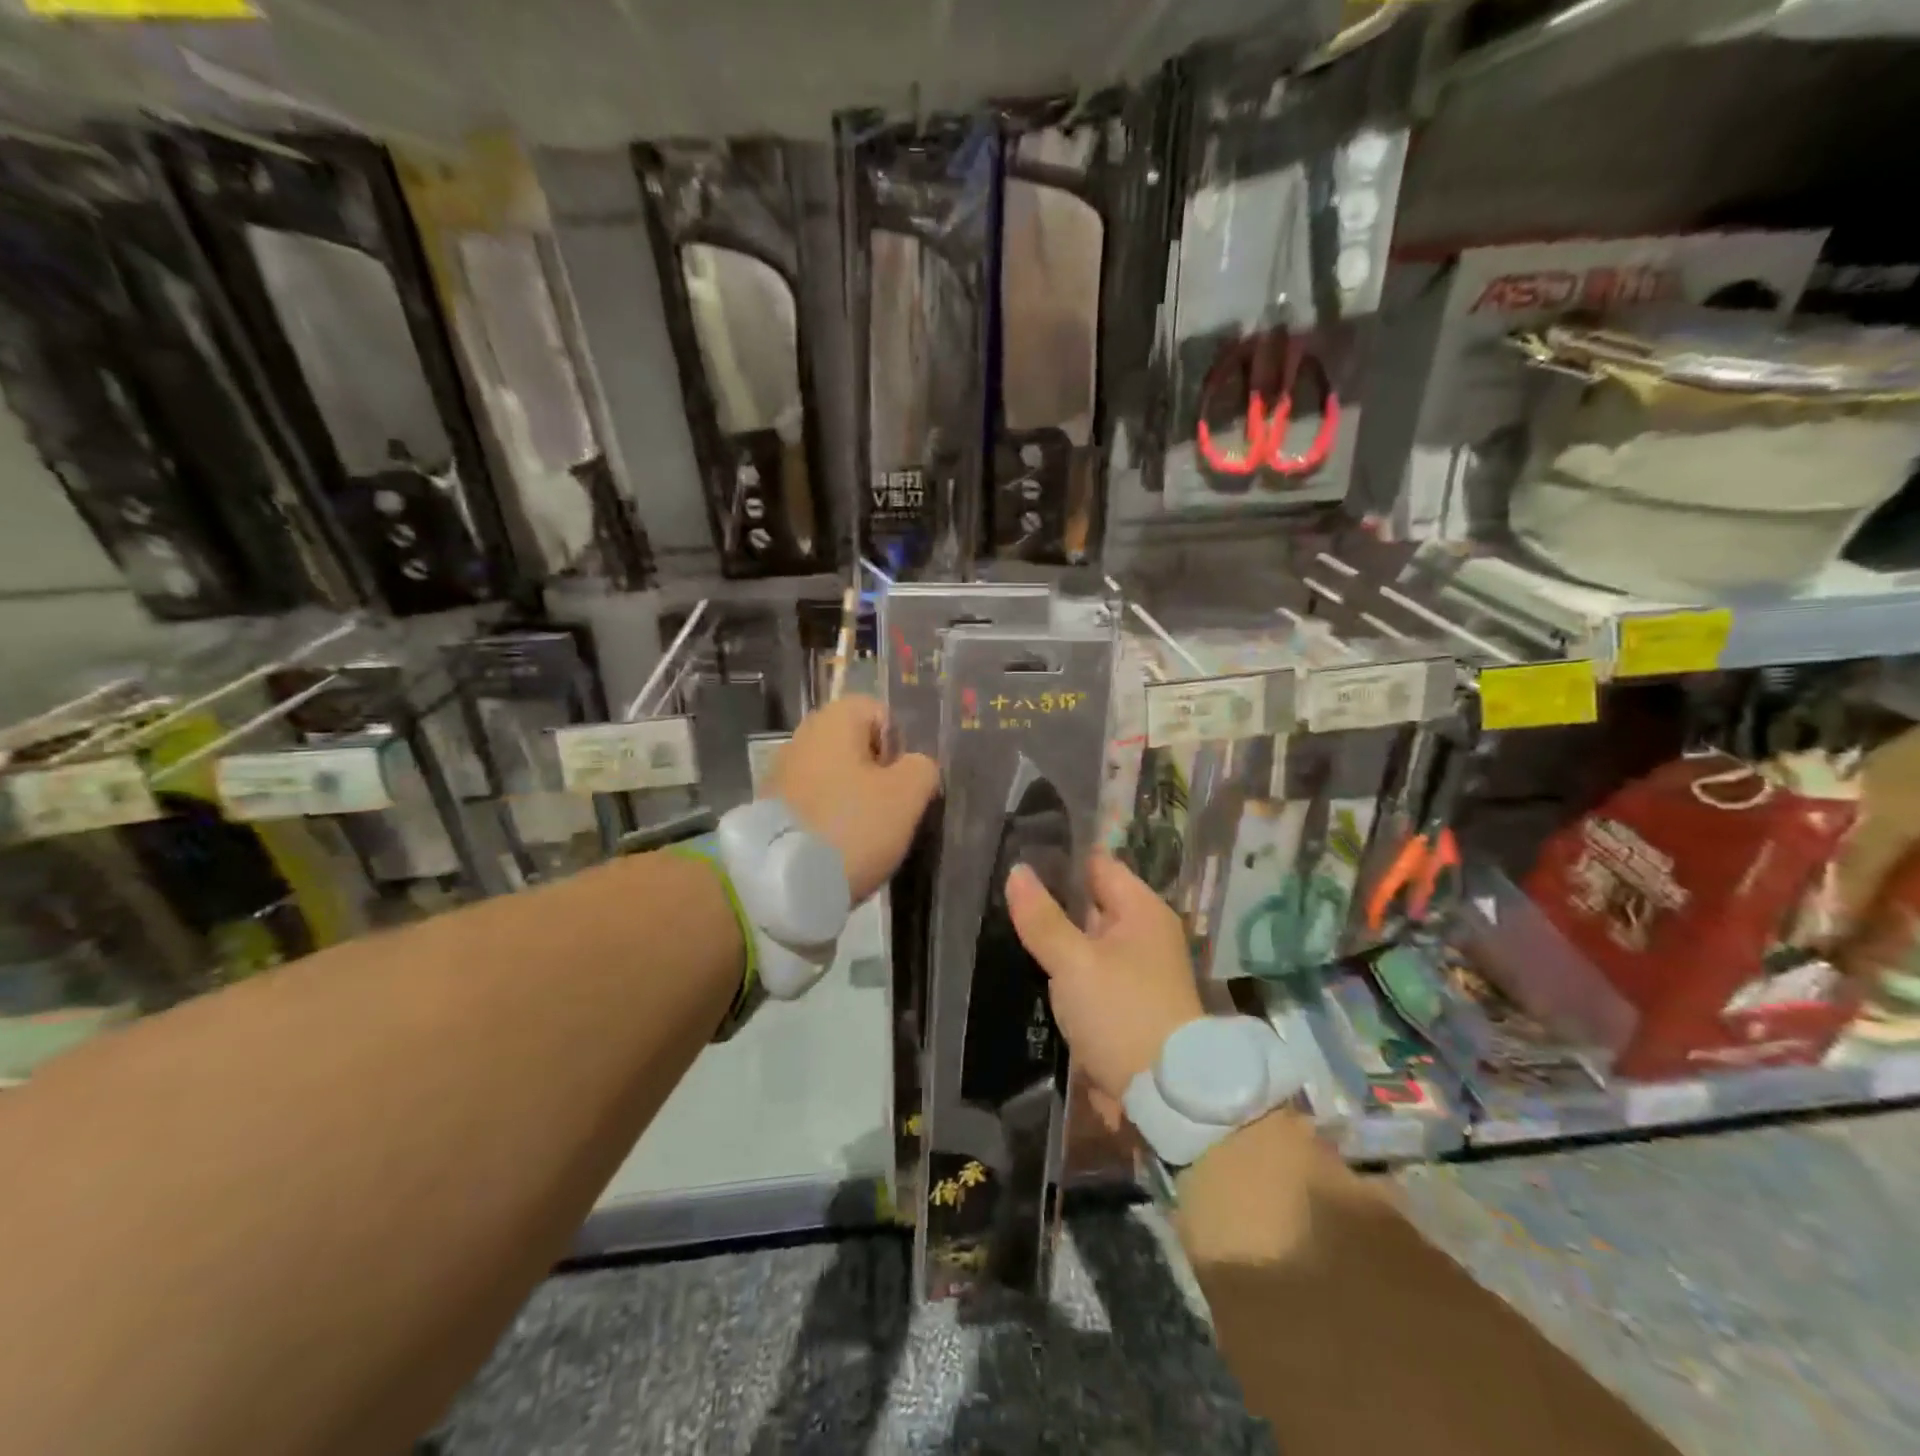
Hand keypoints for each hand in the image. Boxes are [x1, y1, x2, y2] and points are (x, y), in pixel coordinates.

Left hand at [766, 695, 939, 902]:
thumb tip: (915, 766)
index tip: (902, 783)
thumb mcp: (907, 794)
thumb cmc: (852, 825)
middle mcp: (802, 736)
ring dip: (854, 801)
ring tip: (865, 837)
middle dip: (878, 777)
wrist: (783, 881)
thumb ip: (923, 768)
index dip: (899, 746)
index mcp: (833, 720)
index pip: (879, 714)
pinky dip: (830, 820)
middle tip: (890, 812)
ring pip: (836, 778)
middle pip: (857, 748)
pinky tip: (838, 848)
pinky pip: (815, 804)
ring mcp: (781, 773)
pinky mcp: (770, 809)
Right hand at [1006, 853, 1203, 1110]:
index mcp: (1142, 910)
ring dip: (1055, 937)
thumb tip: (1016, 871)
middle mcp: (1143, 932)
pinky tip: (1032, 968)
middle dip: (1052, 900)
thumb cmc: (1122, 1014)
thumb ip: (1042, 918)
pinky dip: (1065, 968)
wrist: (1166, 1095)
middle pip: (1090, 902)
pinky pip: (1089, 970)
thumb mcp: (1074, 963)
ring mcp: (1136, 969)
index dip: (1060, 859)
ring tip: (1007, 926)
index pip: (1097, 865)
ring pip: (1086, 939)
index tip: (1018, 856)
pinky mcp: (1126, 1001)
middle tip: (1003, 893)